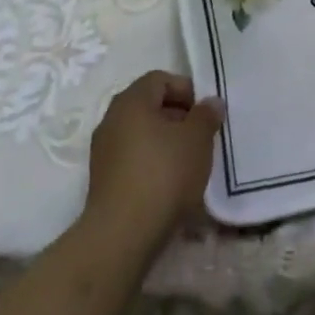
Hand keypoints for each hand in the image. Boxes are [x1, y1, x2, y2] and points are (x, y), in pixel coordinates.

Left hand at [85, 71, 221, 251]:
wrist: (122, 235)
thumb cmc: (164, 174)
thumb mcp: (197, 139)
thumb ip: (206, 115)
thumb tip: (211, 103)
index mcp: (131, 102)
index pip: (159, 79)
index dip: (185, 89)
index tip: (204, 113)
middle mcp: (111, 120)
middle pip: (149, 105)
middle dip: (178, 116)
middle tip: (200, 135)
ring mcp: (103, 151)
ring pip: (141, 133)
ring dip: (166, 141)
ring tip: (189, 162)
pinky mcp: (103, 180)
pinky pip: (133, 158)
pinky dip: (152, 162)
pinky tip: (170, 183)